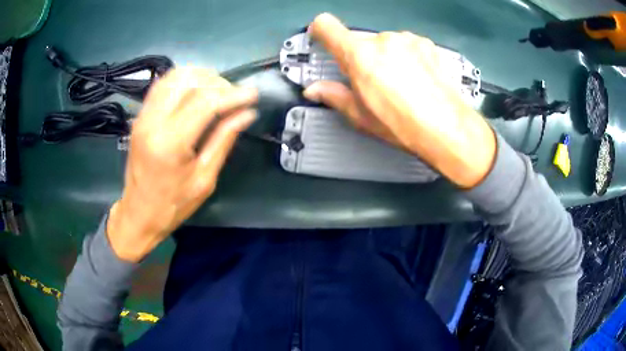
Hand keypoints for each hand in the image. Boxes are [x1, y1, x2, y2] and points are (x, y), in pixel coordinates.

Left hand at [107, 68, 256, 261]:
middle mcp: (153, 122)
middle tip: (234, 95)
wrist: (139, 213)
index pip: (205, 102)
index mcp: (170, 143)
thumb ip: (224, 140)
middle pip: (189, 81)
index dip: (232, 94)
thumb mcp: (204, 178)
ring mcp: (143, 116)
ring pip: (174, 76)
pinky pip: (162, 84)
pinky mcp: (140, 115)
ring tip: (217, 90)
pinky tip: (196, 90)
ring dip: (200, 77)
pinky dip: (183, 80)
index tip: (253, 94)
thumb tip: (247, 114)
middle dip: (218, 82)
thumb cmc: (173, 204)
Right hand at [304, 13, 495, 187]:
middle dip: (361, 57)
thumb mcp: (361, 115)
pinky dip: (405, 57)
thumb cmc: (402, 124)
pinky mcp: (426, 44)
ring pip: (385, 43)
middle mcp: (382, 40)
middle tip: (372, 82)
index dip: (320, 30)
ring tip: (399, 83)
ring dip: (385, 57)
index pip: (327, 26)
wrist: (447, 127)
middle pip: (360, 41)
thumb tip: (314, 90)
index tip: (321, 37)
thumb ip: (333, 96)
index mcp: (359, 55)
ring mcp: (406, 40)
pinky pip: (406, 45)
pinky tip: (416, 78)